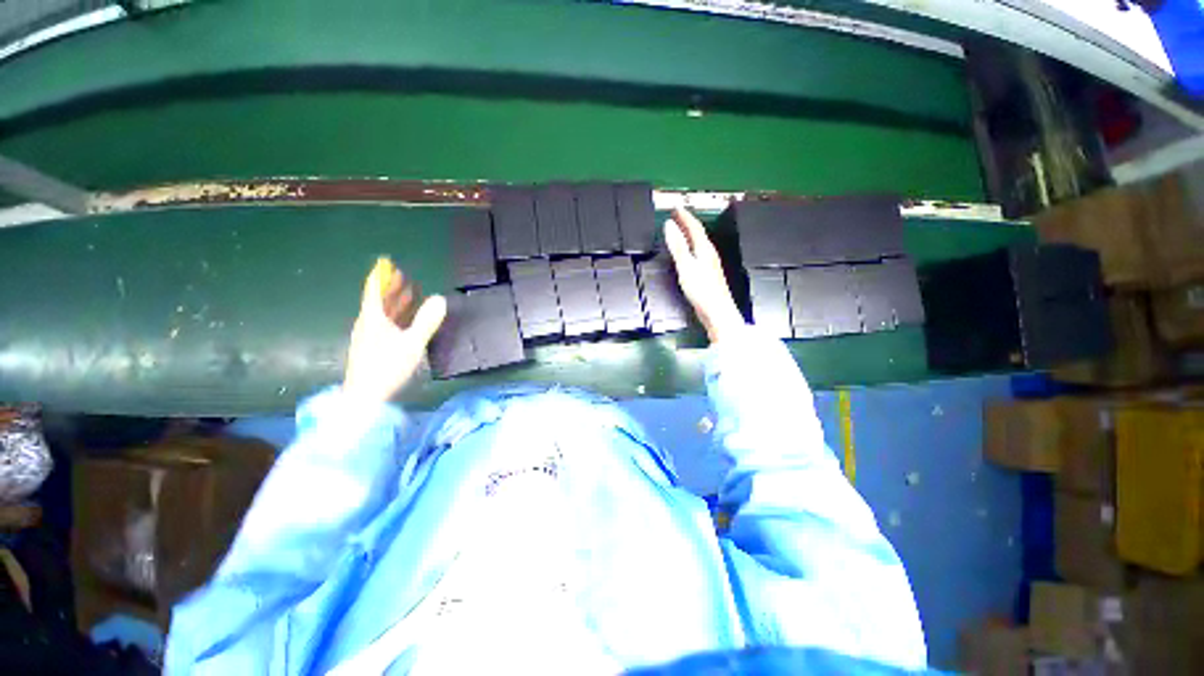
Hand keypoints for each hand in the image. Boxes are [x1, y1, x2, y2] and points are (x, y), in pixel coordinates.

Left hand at [343, 258, 446, 403]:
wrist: (366, 397)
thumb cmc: (388, 366)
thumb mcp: (412, 343)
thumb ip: (427, 321)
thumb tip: (440, 298)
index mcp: (373, 318)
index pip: (374, 291)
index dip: (381, 276)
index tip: (386, 263)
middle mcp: (368, 324)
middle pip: (378, 300)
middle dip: (390, 287)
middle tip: (402, 276)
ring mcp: (369, 337)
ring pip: (382, 313)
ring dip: (395, 302)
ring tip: (408, 293)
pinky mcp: (373, 349)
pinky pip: (385, 325)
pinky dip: (396, 316)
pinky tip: (405, 320)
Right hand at [663, 207, 743, 343]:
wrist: (716, 312)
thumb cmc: (703, 291)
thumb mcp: (686, 266)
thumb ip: (678, 246)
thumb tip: (670, 226)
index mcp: (704, 249)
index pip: (694, 227)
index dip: (685, 216)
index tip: (676, 208)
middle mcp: (709, 254)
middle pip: (698, 234)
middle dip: (687, 223)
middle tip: (678, 215)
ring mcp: (709, 265)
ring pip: (698, 244)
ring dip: (689, 235)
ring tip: (680, 231)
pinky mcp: (707, 275)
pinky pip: (697, 255)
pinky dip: (690, 248)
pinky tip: (687, 255)